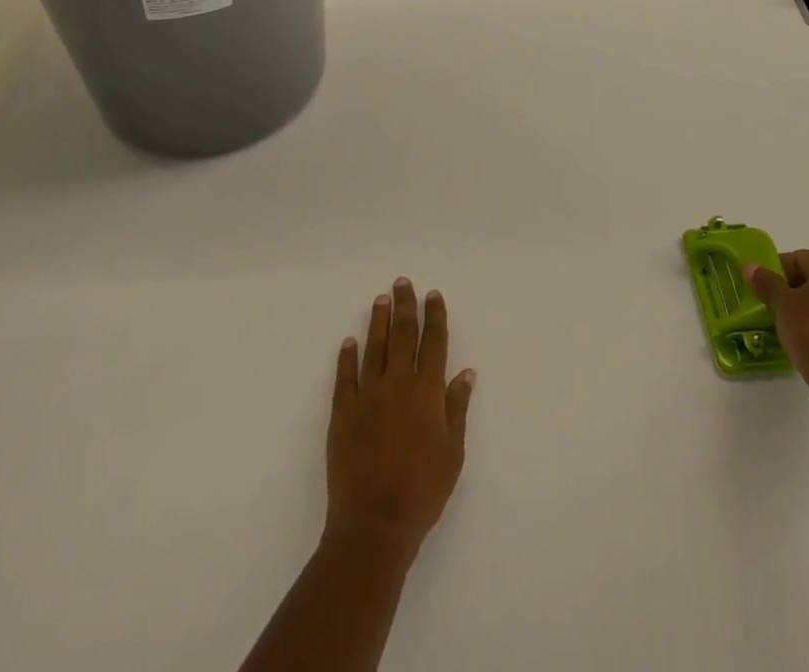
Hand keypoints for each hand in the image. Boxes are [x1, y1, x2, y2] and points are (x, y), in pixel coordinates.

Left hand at [326, 278, 475, 561]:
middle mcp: (399, 384)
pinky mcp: (343, 413)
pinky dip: (347, 357)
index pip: (433, 343)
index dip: (434, 316)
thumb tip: (465, 372)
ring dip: (378, 321)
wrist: (374, 525)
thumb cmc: (422, 492)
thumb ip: (457, 409)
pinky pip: (346, 376)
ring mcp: (368, 396)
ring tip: (380, 299)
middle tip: (403, 283)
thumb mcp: (453, 453)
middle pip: (403, 335)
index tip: (433, 295)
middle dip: (405, 307)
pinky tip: (349, 342)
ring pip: (374, 348)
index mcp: (428, 392)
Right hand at [745, 249, 808, 391]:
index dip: (777, 270)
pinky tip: (806, 340)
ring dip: (807, 307)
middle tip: (772, 304)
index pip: (798, 258)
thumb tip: (751, 267)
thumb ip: (766, 282)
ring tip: (786, 324)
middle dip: (792, 288)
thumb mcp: (781, 305)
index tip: (762, 287)